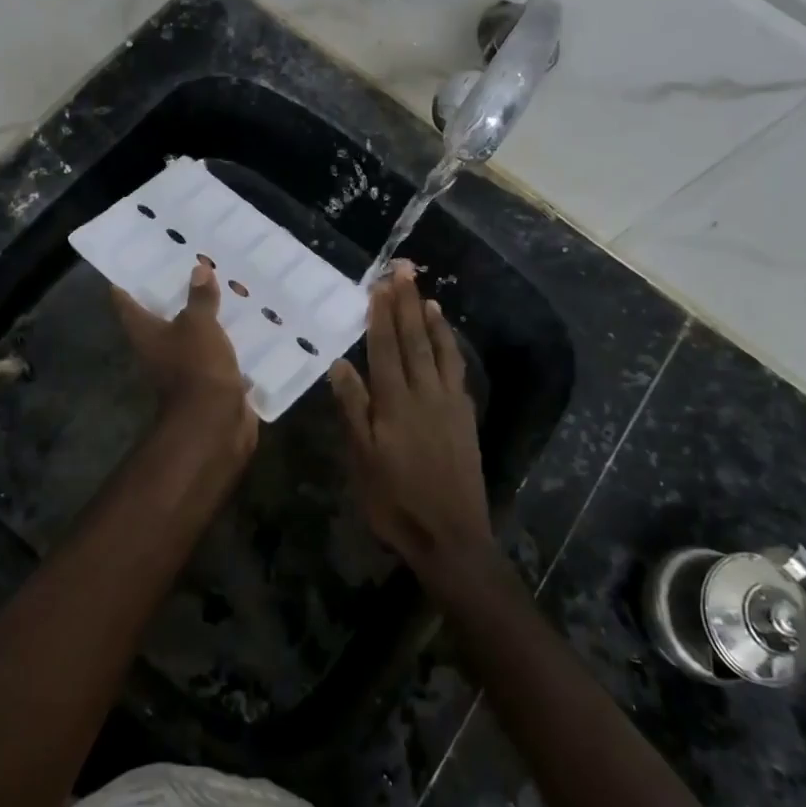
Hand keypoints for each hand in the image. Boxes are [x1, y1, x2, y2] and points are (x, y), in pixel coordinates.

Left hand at [113, 262, 257, 465]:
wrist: (214, 423)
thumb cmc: (196, 367)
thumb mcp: (199, 325)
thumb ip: (199, 298)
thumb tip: (198, 269)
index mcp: (145, 333)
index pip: (126, 302)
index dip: (127, 281)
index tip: (135, 260)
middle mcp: (158, 349)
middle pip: (160, 317)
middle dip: (174, 294)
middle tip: (190, 264)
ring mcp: (183, 367)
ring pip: (191, 334)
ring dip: (204, 316)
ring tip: (222, 287)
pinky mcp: (209, 380)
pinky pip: (216, 353)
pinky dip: (226, 340)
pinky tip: (244, 322)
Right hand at [330, 262, 492, 579]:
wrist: (451, 536)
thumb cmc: (395, 501)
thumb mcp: (361, 459)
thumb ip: (353, 409)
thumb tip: (340, 364)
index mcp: (395, 402)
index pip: (386, 347)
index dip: (381, 314)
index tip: (379, 284)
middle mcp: (425, 393)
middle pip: (414, 340)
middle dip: (407, 303)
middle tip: (403, 270)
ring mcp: (449, 404)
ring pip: (440, 351)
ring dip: (432, 320)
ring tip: (426, 295)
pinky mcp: (465, 417)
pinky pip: (457, 370)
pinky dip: (451, 348)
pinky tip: (448, 340)